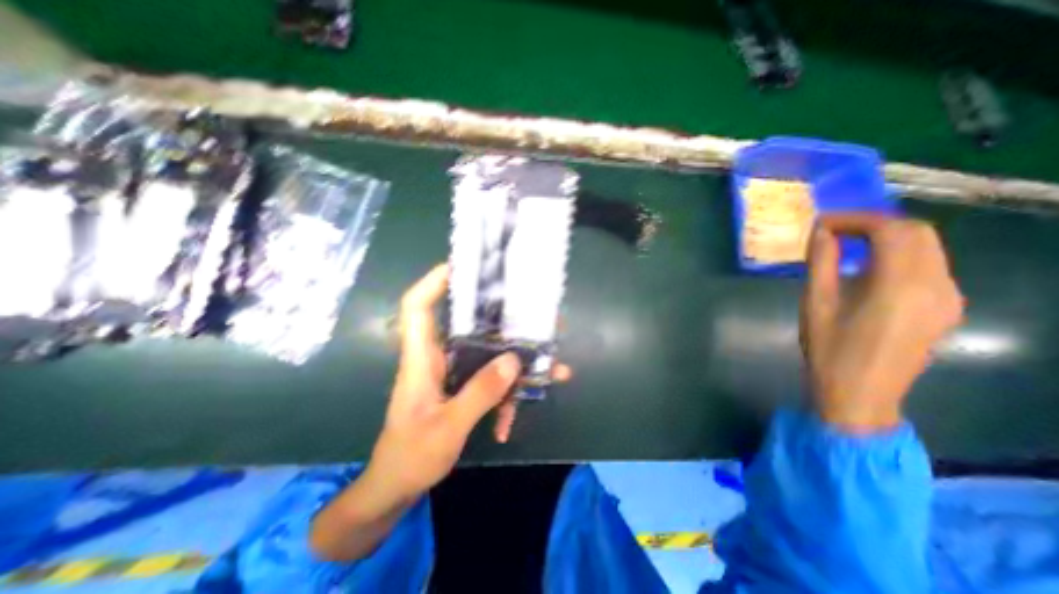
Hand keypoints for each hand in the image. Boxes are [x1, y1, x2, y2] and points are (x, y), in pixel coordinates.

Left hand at [311, 264, 569, 560]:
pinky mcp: (462, 387)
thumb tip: (514, 360)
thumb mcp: (447, 428)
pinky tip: (514, 417)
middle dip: (501, 317)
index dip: (433, 281)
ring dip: (516, 361)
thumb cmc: (410, 457)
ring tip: (551, 366)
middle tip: (534, 315)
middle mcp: (438, 357)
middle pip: (467, 323)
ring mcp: (452, 372)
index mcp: (421, 359)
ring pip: (487, 353)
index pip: (417, 307)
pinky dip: (507, 392)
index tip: (463, 266)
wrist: (395, 489)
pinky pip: (490, 378)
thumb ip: (480, 394)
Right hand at [804, 217, 964, 432]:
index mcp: (901, 286)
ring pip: (928, 248)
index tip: (822, 224)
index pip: (891, 231)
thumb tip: (821, 232)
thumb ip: (821, 263)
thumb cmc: (829, 349)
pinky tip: (870, 269)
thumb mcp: (815, 304)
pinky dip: (900, 256)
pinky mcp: (946, 309)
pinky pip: (929, 267)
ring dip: (889, 238)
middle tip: (835, 231)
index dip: (855, 220)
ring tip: (848, 245)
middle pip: (918, 233)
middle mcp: (937, 286)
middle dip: (874, 224)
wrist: (859, 394)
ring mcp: (948, 298)